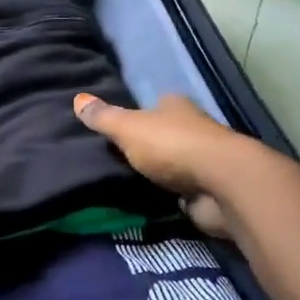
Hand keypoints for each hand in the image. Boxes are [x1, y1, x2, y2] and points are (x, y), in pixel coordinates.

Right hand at [74, 92, 251, 240]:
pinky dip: (172, 194)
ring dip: (161, 171)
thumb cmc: (172, 146)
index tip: (119, 129)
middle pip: (166, 133)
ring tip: (130, 181)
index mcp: (176, 107)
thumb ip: (103, 118)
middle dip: (149, 144)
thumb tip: (77, 99)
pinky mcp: (210, 189)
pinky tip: (154, 200)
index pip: (154, 106)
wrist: (221, 185)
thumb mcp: (128, 129)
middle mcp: (194, 128)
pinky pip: (183, 189)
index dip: (138, 115)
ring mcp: (204, 160)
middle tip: (119, 157)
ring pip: (175, 162)